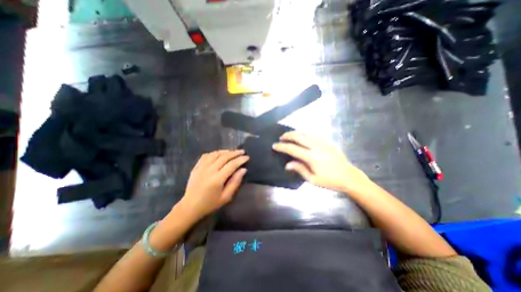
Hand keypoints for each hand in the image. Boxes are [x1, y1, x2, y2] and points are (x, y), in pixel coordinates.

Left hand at [178, 150, 249, 219]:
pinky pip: (206, 155)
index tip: (247, 157)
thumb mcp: (226, 197)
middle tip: (242, 151)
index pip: (232, 165)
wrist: (190, 207)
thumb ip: (235, 182)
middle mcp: (209, 170)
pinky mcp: (196, 167)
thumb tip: (243, 170)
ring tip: (232, 152)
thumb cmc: (210, 204)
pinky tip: (218, 154)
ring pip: (215, 154)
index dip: (240, 160)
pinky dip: (214, 153)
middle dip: (235, 153)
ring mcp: (201, 167)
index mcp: (217, 179)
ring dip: (225, 151)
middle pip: (224, 157)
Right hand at [273, 132, 369, 192]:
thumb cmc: (330, 181)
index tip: (275, 145)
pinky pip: (313, 134)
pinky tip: (302, 137)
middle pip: (298, 137)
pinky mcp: (327, 141)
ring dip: (295, 133)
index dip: (282, 147)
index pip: (293, 149)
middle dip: (288, 136)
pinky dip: (304, 134)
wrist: (349, 176)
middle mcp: (316, 147)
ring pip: (305, 133)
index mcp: (312, 157)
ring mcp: (323, 142)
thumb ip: (300, 169)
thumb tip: (287, 164)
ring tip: (289, 136)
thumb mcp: (313, 180)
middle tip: (281, 138)